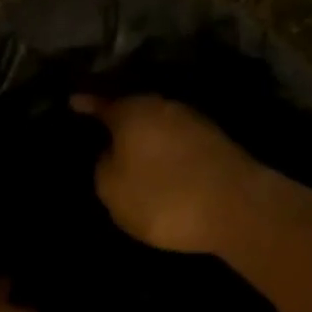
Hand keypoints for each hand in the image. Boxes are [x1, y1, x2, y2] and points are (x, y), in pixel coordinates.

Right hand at [71, 93, 256, 253]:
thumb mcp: (113, 190)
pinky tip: (160, 166)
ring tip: (129, 153)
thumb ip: (103, 167)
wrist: (239, 210)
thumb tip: (111, 153)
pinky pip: (178, 142)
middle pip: (133, 110)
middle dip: (118, 120)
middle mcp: (164, 107)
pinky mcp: (217, 144)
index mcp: (133, 111)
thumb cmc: (163, 198)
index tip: (72, 101)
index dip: (86, 104)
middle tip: (100, 132)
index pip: (101, 103)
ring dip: (145, 137)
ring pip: (158, 125)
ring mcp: (195, 122)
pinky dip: (165, 151)